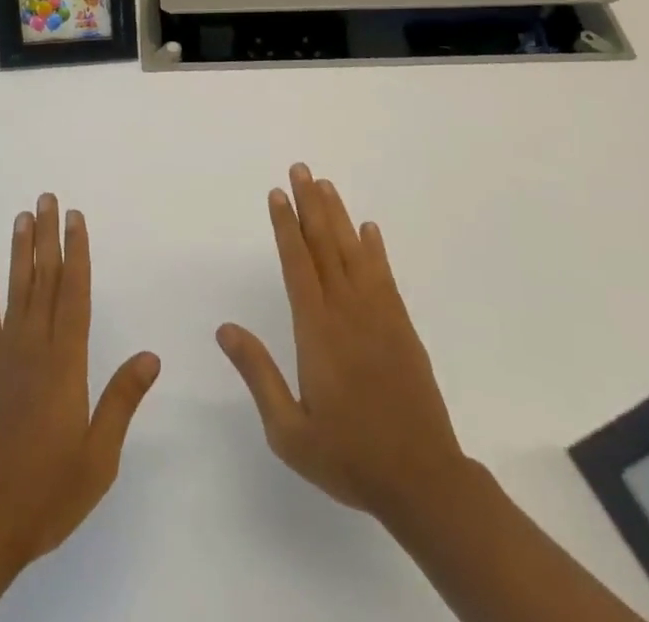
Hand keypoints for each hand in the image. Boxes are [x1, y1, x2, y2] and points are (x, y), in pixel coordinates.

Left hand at [0, 194, 161, 583]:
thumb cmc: (44, 494)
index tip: (77, 219)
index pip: (74, 294)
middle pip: (44, 281)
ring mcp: (1, 358)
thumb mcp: (97, 459)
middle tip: (47, 198)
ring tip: (22, 217)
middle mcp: (33, 349)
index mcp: (65, 364)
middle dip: (48, 237)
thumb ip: (121, 401)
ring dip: (20, 252)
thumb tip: (152, 355)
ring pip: (15, 291)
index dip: (77, 253)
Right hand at [217, 164, 472, 529]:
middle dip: (310, 204)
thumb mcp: (289, 431)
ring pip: (354, 252)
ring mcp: (379, 316)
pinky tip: (369, 229)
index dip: (285, 226)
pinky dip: (375, 249)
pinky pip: (384, 276)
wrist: (423, 480)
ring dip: (338, 215)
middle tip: (300, 169)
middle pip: (325, 246)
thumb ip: (258, 374)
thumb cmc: (349, 456)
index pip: (297, 264)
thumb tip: (225, 329)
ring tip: (326, 184)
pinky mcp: (402, 327)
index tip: (277, 194)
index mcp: (317, 331)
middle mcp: (347, 311)